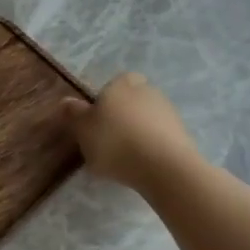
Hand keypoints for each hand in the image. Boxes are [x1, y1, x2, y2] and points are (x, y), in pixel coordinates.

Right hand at [62, 74, 199, 190]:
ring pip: (148, 118)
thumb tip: (66, 101)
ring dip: (138, 132)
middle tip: (108, 139)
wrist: (164, 167)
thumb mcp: (83, 129)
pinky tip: (142, 165)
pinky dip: (152, 147)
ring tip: (125, 158)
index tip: (98, 120)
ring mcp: (169, 112)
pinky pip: (160, 137)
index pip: (115, 82)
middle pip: (132, 100)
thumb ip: (74, 114)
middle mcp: (148, 91)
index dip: (106, 99)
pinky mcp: (183, 135)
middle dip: (123, 115)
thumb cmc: (115, 142)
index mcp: (122, 83)